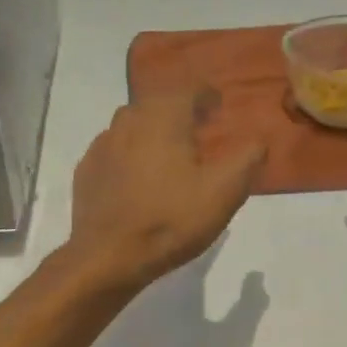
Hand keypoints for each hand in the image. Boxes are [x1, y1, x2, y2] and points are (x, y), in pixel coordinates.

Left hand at [65, 90, 266, 291]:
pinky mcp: (87, 169)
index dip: (207, 94)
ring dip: (153, 128)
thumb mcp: (223, 193)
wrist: (107, 256)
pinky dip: (130, 151)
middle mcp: (129, 120)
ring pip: (132, 123)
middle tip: (199, 127)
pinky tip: (138, 174)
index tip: (219, 106)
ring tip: (170, 149)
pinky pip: (114, 148)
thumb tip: (259, 139)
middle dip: (180, 109)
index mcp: (163, 118)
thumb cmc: (170, 220)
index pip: (189, 90)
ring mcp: (102, 144)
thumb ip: (246, 160)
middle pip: (158, 102)